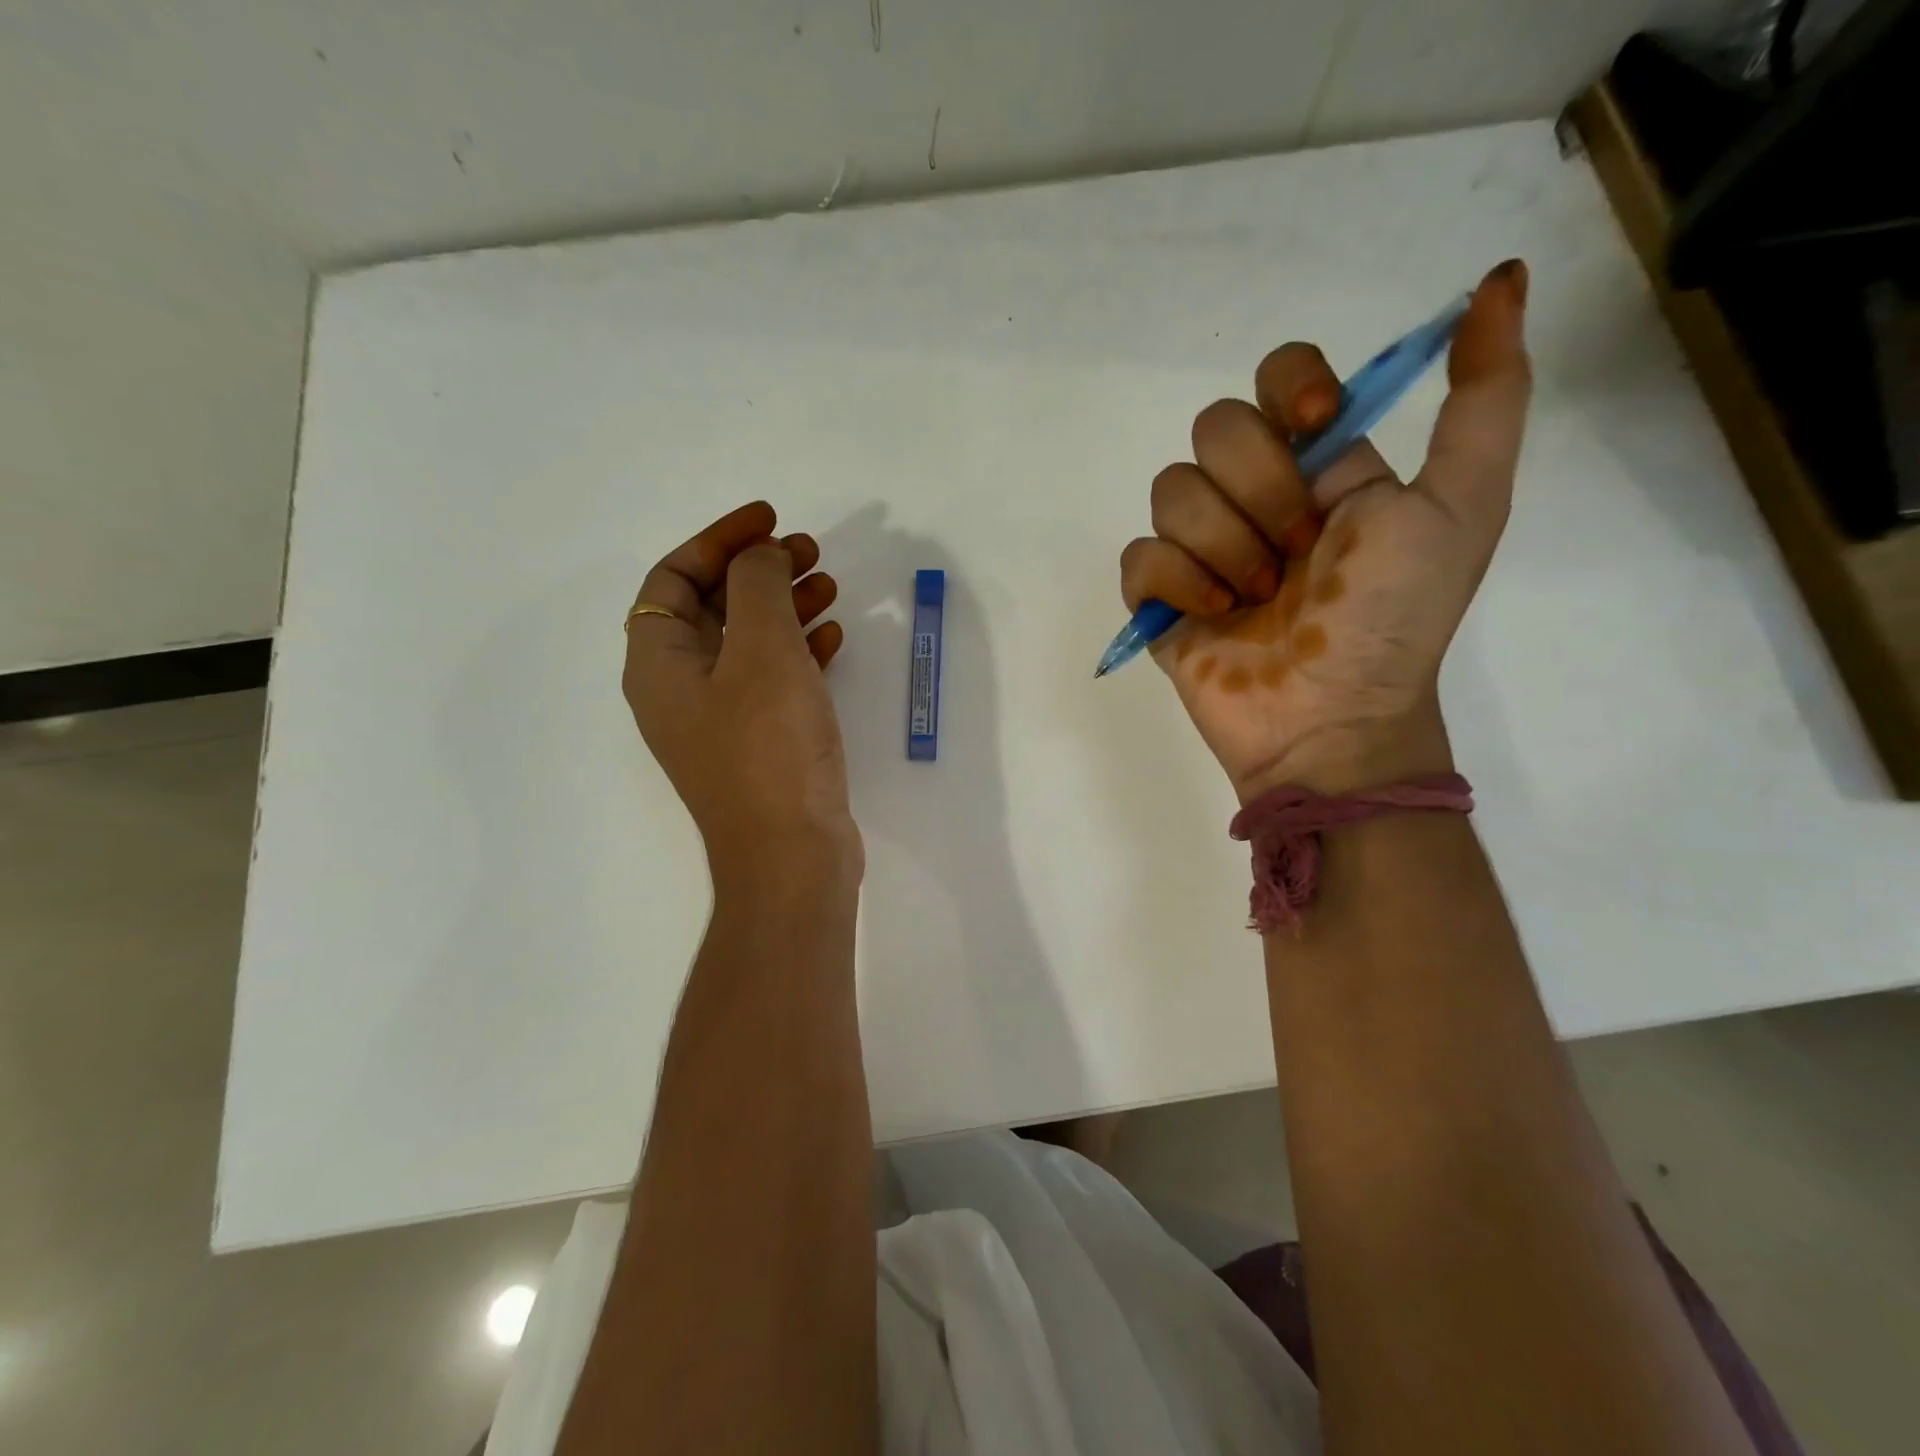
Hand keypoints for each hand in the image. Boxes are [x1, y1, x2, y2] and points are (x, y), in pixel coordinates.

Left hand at [622, 501, 860, 882]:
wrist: (791, 855)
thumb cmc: (769, 747)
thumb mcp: (762, 651)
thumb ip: (758, 586)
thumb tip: (761, 555)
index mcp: (659, 662)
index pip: (675, 578)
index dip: (719, 539)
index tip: (770, 520)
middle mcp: (681, 688)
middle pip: (714, 606)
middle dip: (760, 571)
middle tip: (810, 551)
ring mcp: (722, 719)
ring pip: (749, 642)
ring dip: (786, 607)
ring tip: (830, 586)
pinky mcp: (760, 742)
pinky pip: (774, 679)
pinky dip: (800, 650)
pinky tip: (835, 638)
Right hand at [1119, 260, 1530, 798]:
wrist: (1332, 719)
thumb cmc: (1394, 617)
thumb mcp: (1462, 504)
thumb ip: (1485, 398)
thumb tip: (1501, 280)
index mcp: (1320, 464)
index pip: (1278, 374)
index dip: (1289, 387)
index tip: (1317, 429)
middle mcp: (1254, 495)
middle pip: (1216, 427)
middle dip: (1260, 491)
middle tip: (1298, 553)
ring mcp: (1201, 548)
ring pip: (1171, 489)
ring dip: (1223, 546)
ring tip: (1256, 598)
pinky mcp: (1160, 597)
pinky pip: (1138, 556)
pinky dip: (1177, 583)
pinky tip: (1212, 617)